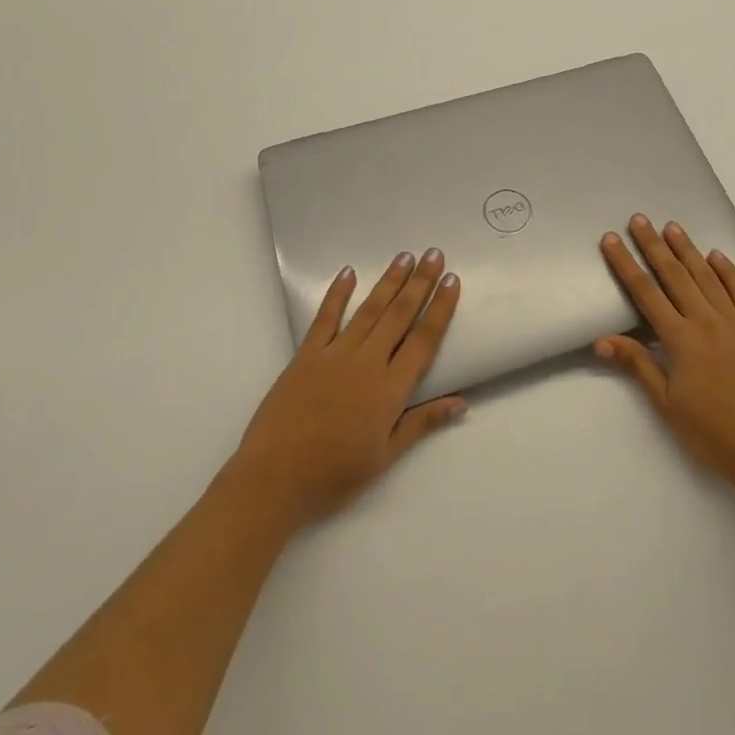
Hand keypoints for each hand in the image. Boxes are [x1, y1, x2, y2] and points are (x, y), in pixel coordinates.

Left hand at [229, 250, 465, 527]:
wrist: (274, 479)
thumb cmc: (334, 475)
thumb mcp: (385, 456)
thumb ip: (422, 423)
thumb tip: (461, 403)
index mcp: (390, 389)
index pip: (423, 340)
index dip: (440, 309)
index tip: (452, 280)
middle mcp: (367, 362)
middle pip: (399, 315)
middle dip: (419, 283)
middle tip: (434, 254)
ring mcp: (335, 354)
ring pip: (369, 310)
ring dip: (388, 281)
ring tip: (404, 256)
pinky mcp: (306, 355)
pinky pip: (325, 317)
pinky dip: (337, 293)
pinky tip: (348, 273)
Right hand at [596, 215, 734, 489]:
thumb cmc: (711, 432)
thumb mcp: (666, 404)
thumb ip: (637, 365)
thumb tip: (601, 339)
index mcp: (681, 340)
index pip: (646, 293)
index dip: (626, 264)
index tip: (612, 240)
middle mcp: (706, 322)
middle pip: (674, 275)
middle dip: (654, 245)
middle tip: (639, 219)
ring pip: (707, 277)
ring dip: (687, 250)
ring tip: (672, 226)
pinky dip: (728, 271)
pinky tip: (717, 255)